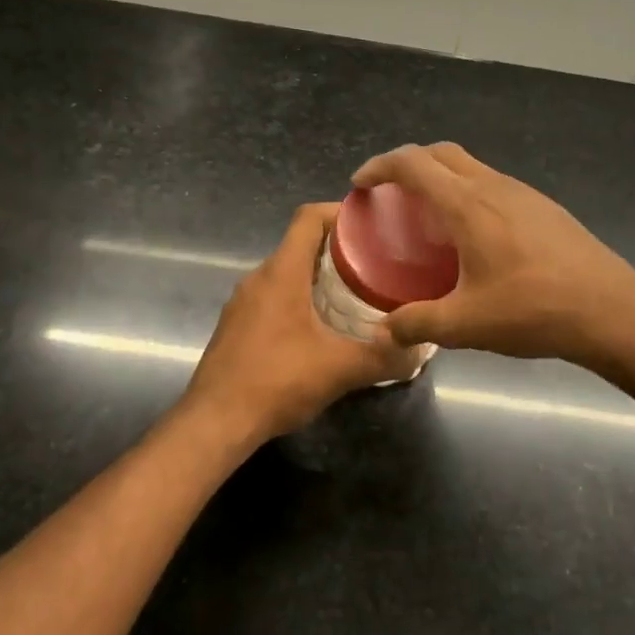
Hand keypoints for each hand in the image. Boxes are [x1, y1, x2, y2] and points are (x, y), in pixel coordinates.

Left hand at [180, 203, 415, 444]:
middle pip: (300, 244)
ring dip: (318, 276)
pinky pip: (273, 297)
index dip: (340, 212)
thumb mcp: (339, 369)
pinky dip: (299, 299)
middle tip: (376, 264)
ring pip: (286, 273)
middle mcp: (258, 278)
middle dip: (338, 248)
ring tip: (355, 294)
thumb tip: (419, 351)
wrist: (215, 422)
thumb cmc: (276, 382)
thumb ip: (383, 357)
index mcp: (281, 273)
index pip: (308, 218)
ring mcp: (242, 303)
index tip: (372, 223)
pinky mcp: (236, 326)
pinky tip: (320, 328)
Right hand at [352, 143, 634, 364]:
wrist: (611, 310)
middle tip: (389, 192)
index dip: (380, 167)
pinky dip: (468, 192)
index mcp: (468, 205)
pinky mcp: (544, 207)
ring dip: (442, 176)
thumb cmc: (533, 310)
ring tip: (427, 213)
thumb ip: (418, 324)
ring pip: (471, 166)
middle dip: (408, 163)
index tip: (360, 183)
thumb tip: (385, 331)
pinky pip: (493, 184)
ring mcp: (523, 193)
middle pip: (441, 153)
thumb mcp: (466, 325)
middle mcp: (493, 187)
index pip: (413, 164)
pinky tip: (473, 234)